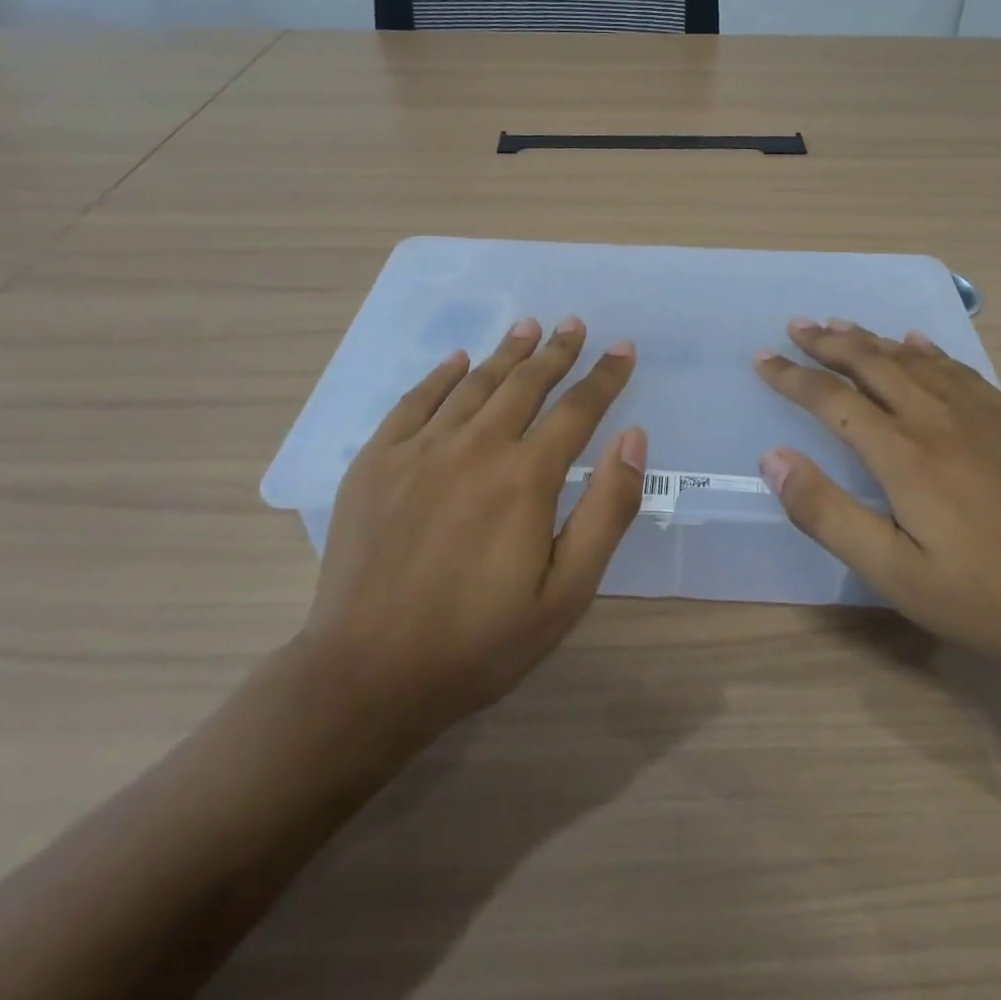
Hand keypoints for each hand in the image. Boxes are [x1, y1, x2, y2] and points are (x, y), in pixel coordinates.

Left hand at [304, 317, 645, 743]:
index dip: (605, 376)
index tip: (623, 348)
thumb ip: (607, 510)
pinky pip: (415, 400)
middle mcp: (475, 446)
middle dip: (556, 351)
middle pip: (526, 383)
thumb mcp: (566, 593)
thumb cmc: (478, 642)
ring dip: (506, 352)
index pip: (577, 409)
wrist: (367, 675)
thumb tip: (633, 437)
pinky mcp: (376, 460)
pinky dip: (441, 375)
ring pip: (474, 383)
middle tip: (574, 324)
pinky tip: (457, 361)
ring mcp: (420, 449)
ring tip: (528, 327)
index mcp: (526, 477)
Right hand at [754, 319, 1000, 679]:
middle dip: (829, 343)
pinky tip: (919, 343)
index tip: (762, 359)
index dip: (792, 377)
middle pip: (873, 365)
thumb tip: (774, 458)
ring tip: (842, 325)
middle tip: (798, 324)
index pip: (833, 400)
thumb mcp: (895, 574)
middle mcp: (939, 421)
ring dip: (873, 340)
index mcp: (905, 456)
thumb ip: (827, 514)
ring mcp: (985, 418)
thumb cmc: (989, 599)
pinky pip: (962, 371)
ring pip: (915, 361)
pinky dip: (930, 351)